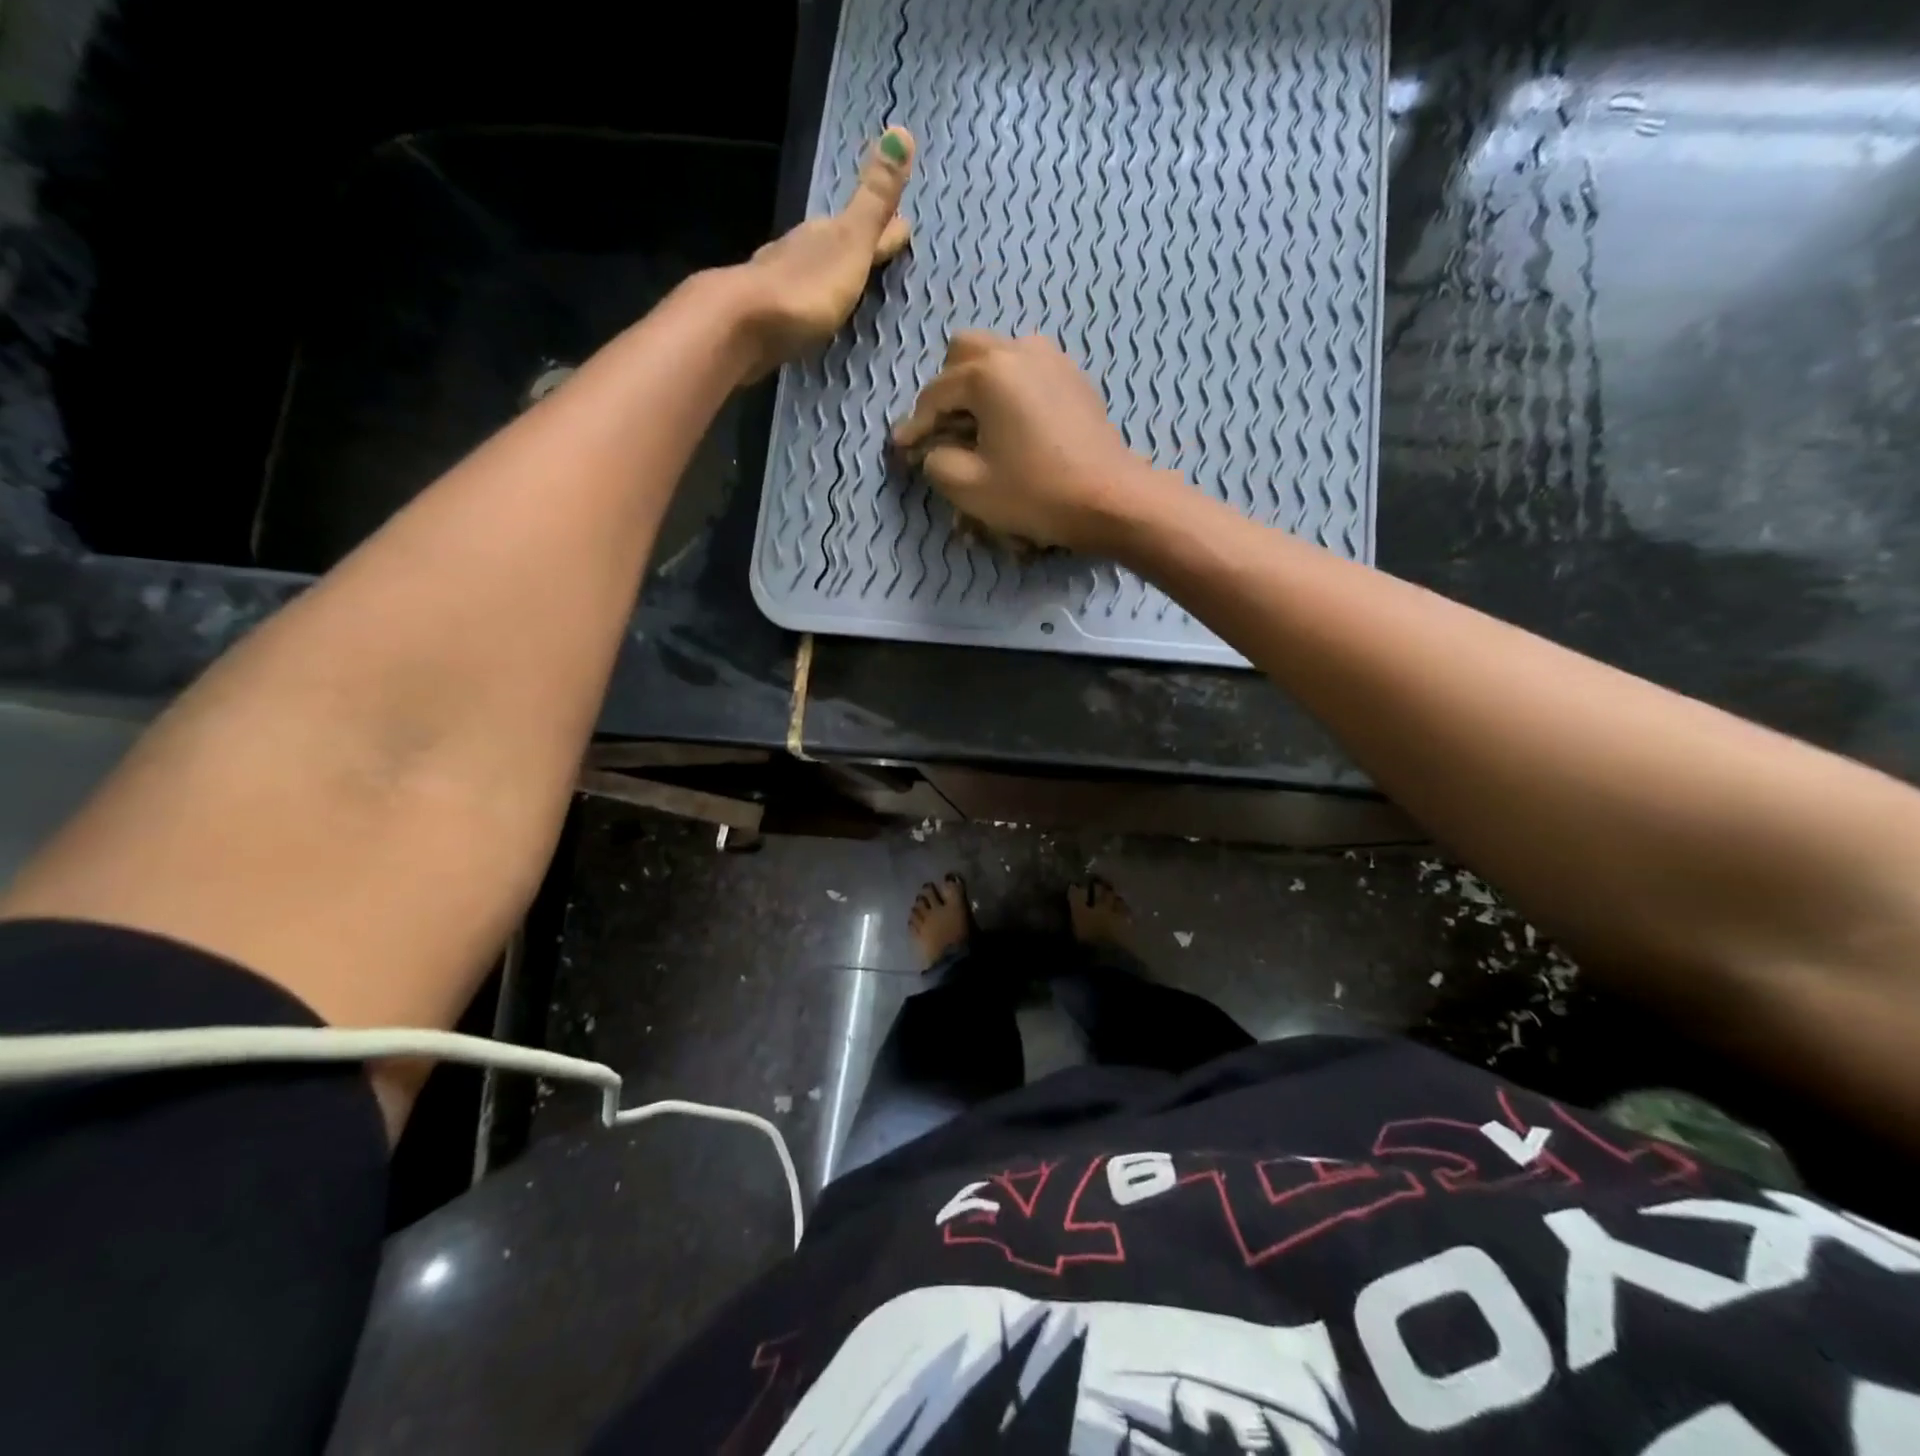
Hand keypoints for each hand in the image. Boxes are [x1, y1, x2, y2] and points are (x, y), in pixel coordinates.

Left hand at [731, 126, 915, 377]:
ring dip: (830, 274)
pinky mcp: (766, 316)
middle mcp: (800, 250)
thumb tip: (901, 131)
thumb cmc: (806, 287)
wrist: (744, 325)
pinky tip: (813, 311)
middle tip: (877, 252)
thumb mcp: (850, 243)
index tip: (907, 224)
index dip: (884, 227)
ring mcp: (779, 282)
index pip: (862, 225)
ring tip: (848, 285)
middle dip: (856, 247)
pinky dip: (810, 301)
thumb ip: (874, 202)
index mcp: (825, 234)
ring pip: (812, 269)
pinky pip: (797, 301)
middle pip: (834, 243)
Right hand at [891, 332, 1173, 553]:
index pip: (935, 394)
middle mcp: (1018, 351)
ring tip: (977, 425)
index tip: (901, 449)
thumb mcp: (969, 487)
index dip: (915, 425)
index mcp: (988, 372)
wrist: (1109, 499)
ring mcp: (1052, 359)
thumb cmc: (1035, 493)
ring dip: (979, 385)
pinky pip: (1029, 370)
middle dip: (946, 389)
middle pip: (964, 353)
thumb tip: (934, 449)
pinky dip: (1011, 390)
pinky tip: (1012, 424)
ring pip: (999, 355)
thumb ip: (936, 461)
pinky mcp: (1074, 378)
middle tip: (943, 429)